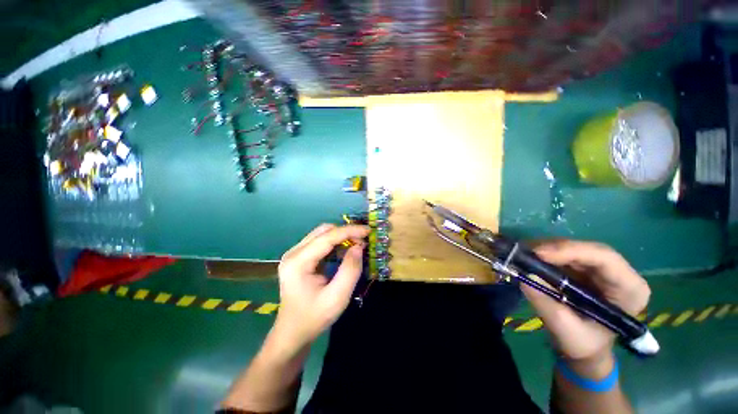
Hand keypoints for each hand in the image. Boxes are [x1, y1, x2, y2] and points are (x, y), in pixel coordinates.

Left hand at [272, 224, 369, 352]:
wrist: (292, 333)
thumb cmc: (314, 318)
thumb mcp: (337, 298)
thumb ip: (350, 270)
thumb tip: (359, 246)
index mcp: (298, 262)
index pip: (327, 237)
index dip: (349, 231)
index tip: (368, 230)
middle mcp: (293, 253)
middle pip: (323, 231)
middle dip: (345, 232)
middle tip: (363, 241)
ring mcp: (294, 254)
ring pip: (322, 234)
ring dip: (341, 236)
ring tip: (356, 245)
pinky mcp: (299, 258)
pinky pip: (320, 242)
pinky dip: (335, 243)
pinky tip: (344, 251)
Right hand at [521, 240, 649, 371]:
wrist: (584, 348)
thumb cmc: (583, 344)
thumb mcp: (565, 329)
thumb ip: (547, 304)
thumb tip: (526, 277)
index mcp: (629, 290)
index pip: (605, 258)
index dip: (572, 251)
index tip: (540, 254)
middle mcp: (619, 274)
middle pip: (588, 250)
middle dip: (555, 249)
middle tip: (526, 252)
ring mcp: (601, 270)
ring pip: (574, 249)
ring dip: (547, 250)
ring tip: (524, 254)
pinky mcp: (585, 268)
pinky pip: (565, 254)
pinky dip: (545, 255)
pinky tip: (530, 258)